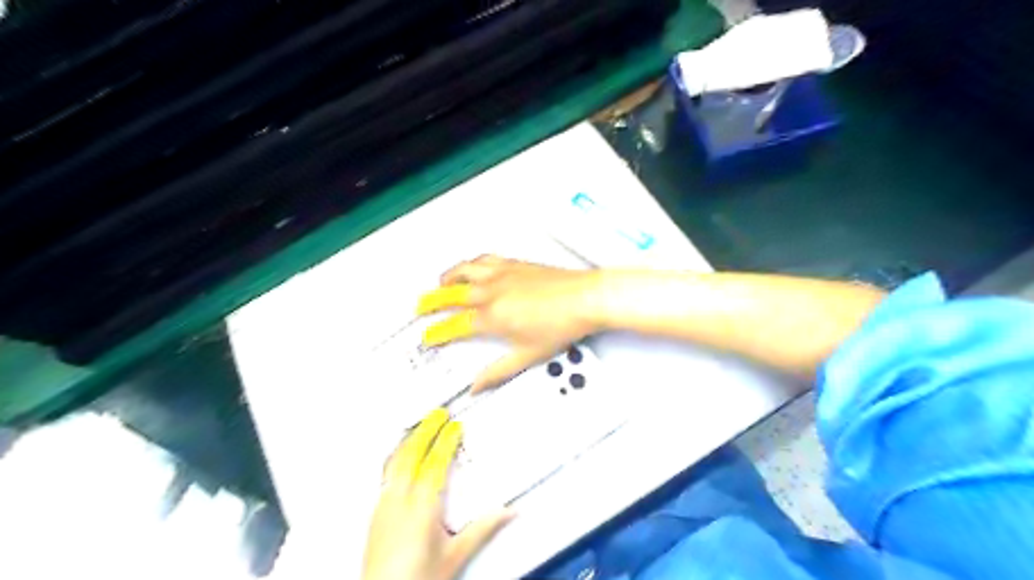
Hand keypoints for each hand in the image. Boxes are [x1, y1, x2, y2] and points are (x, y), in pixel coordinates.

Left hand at [362, 407, 513, 578]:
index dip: (446, 440)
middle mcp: (400, 498)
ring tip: (420, 426)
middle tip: (437, 413)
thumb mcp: (455, 555)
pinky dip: (397, 456)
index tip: (455, 425)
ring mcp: (383, 504)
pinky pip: (386, 473)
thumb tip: (510, 512)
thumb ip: (483, 529)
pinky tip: (400, 456)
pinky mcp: (375, 512)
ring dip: (409, 439)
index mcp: (422, 505)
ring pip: (395, 461)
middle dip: (425, 430)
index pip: (436, 462)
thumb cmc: (419, 579)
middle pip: (411, 453)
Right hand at [414, 255, 602, 390]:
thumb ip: (499, 371)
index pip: (455, 326)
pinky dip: (472, 263)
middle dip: (431, 301)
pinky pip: (485, 259)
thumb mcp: (528, 355)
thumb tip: (479, 385)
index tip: (428, 336)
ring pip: (465, 270)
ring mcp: (502, 274)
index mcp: (493, 317)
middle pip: (451, 294)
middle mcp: (492, 292)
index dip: (437, 332)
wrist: (586, 298)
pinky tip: (473, 265)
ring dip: (448, 276)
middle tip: (421, 306)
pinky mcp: (515, 264)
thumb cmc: (563, 324)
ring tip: (439, 282)